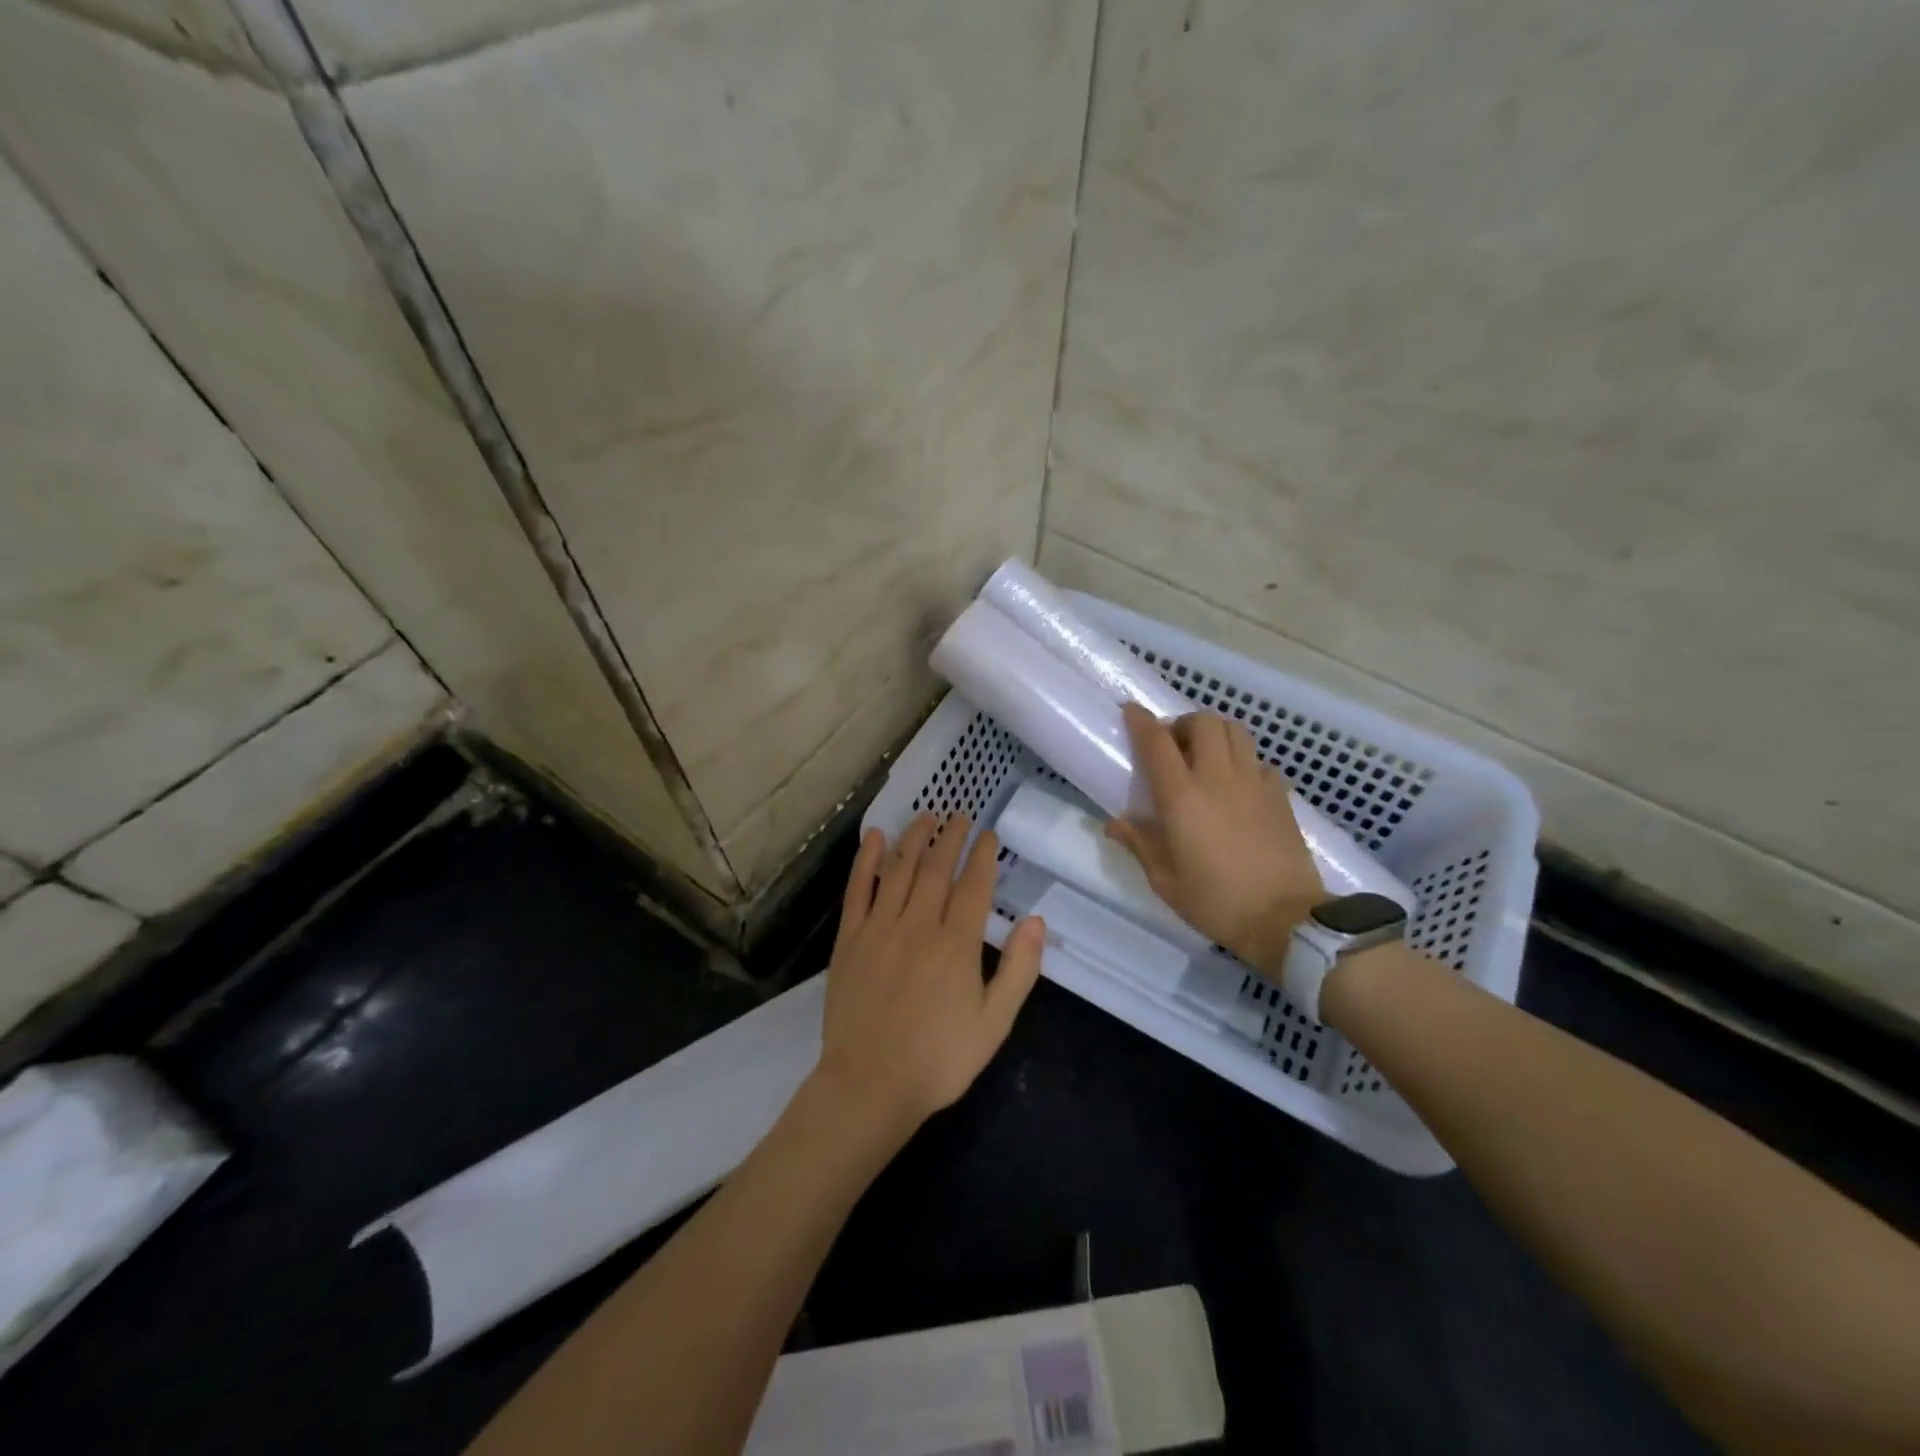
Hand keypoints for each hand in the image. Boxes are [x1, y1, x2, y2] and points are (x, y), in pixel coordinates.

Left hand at [810, 812, 1045, 1142]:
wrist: (869, 1086)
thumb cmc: (938, 1060)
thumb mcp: (994, 1023)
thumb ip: (1019, 970)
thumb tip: (1036, 920)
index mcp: (956, 945)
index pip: (974, 886)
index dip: (984, 856)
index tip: (989, 836)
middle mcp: (918, 925)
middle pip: (937, 868)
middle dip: (951, 837)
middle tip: (960, 816)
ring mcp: (879, 929)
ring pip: (900, 870)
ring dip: (915, 838)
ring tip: (927, 816)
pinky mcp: (850, 940)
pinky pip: (858, 890)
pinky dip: (867, 861)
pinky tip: (876, 838)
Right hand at [1105, 703, 1324, 976]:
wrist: (1284, 920)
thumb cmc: (1215, 901)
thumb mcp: (1165, 880)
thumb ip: (1139, 844)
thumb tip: (1114, 823)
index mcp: (1181, 796)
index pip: (1157, 742)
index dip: (1140, 720)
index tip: (1130, 711)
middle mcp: (1217, 777)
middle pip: (1203, 722)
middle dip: (1183, 724)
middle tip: (1174, 746)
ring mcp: (1254, 782)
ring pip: (1236, 731)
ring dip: (1215, 734)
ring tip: (1206, 757)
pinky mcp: (1280, 795)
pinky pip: (1259, 761)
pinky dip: (1244, 762)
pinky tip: (1238, 786)